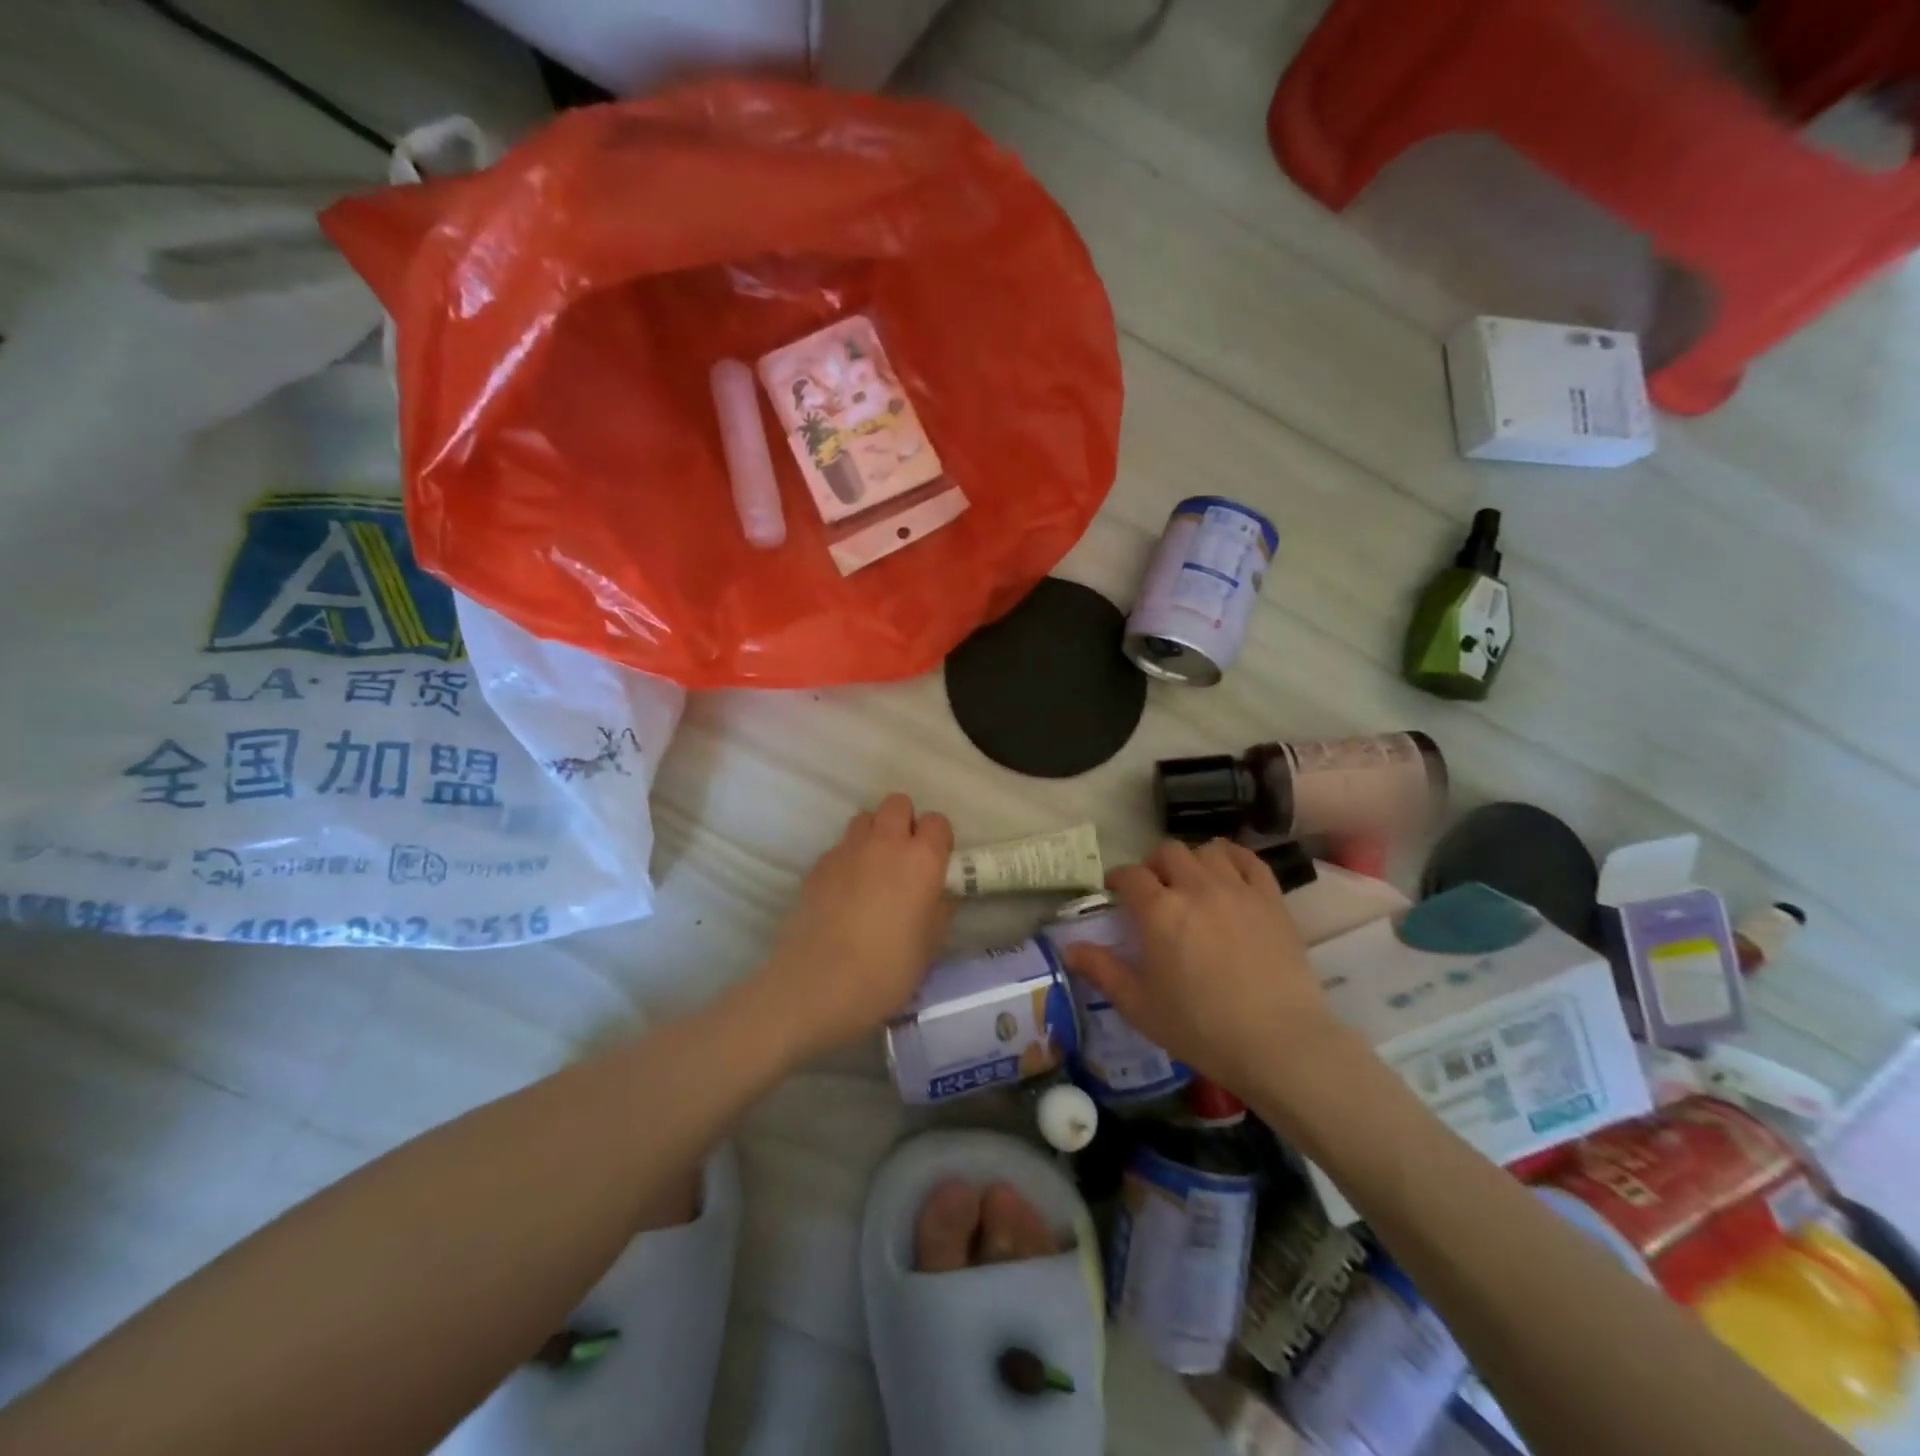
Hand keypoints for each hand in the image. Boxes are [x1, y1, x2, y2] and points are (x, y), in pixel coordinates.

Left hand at [756, 793, 954, 1055]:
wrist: (818, 984)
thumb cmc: (887, 970)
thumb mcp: (930, 946)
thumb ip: (939, 909)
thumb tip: (940, 894)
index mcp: (921, 859)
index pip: (937, 821)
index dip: (938, 839)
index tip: (936, 863)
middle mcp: (885, 842)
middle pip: (897, 803)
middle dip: (904, 822)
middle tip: (904, 858)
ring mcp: (846, 850)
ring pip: (864, 818)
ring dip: (874, 834)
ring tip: (873, 870)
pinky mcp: (817, 865)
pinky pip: (839, 847)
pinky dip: (847, 859)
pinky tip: (844, 893)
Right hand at [1058, 839, 1343, 1096]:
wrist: (1279, 1044)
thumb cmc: (1200, 1028)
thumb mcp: (1139, 1006)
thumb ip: (1102, 971)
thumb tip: (1069, 948)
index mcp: (1159, 912)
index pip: (1130, 875)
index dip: (1118, 879)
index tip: (1115, 892)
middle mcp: (1196, 889)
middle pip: (1168, 852)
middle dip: (1154, 865)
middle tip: (1154, 890)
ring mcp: (1238, 890)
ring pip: (1208, 850)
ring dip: (1192, 861)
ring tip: (1192, 883)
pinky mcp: (1271, 900)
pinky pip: (1250, 860)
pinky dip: (1234, 859)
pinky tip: (1228, 873)